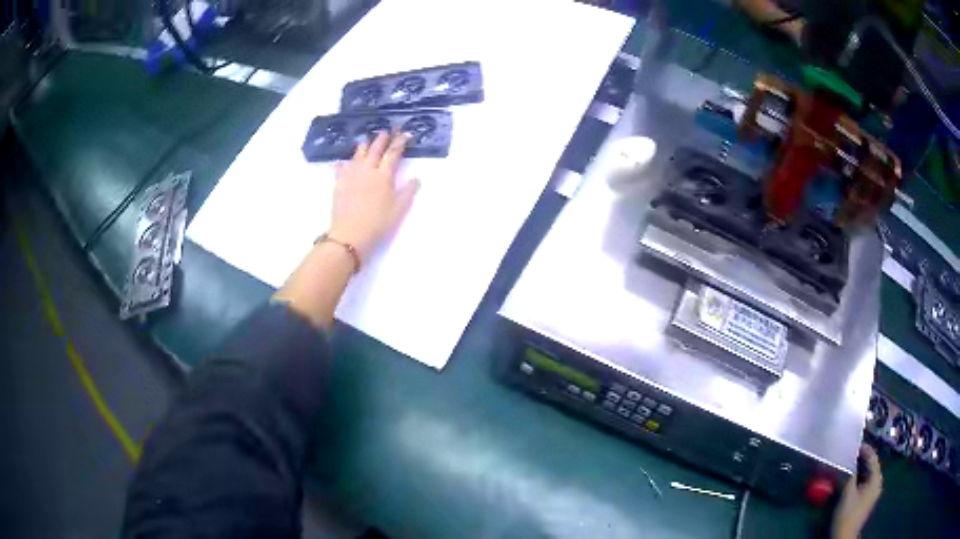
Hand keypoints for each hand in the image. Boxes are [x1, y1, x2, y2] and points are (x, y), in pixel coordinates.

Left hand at [329, 131, 419, 260]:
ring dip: (363, 145)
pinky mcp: (339, 184)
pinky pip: (340, 168)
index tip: (405, 134)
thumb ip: (408, 192)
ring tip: (365, 139)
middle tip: (385, 130)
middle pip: (375, 149)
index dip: (400, 142)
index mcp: (384, 175)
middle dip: (381, 139)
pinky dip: (343, 163)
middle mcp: (367, 170)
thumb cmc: (378, 223)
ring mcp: (351, 175)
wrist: (350, 234)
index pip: (393, 153)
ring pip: (357, 155)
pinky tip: (342, 162)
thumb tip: (416, 179)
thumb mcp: (399, 210)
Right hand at [832, 445, 882, 538]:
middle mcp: (878, 483)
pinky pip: (867, 482)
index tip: (856, 444)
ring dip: (862, 468)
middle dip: (864, 459)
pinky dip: (861, 477)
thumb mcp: (848, 493)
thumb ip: (851, 476)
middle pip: (872, 466)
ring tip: (852, 464)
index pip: (873, 458)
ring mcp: (873, 492)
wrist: (845, 536)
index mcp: (876, 479)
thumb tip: (851, 462)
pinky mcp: (868, 499)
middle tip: (853, 453)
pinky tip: (853, 479)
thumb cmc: (847, 514)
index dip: (866, 450)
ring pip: (869, 474)